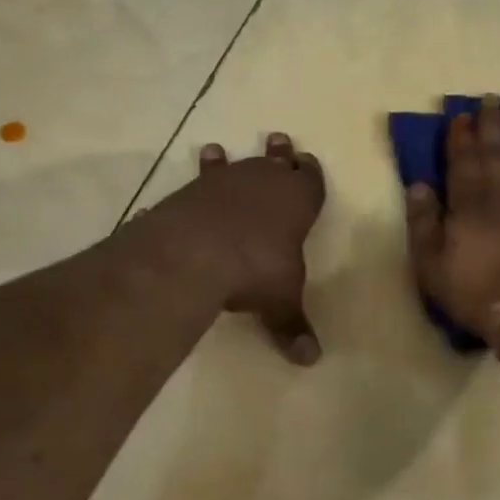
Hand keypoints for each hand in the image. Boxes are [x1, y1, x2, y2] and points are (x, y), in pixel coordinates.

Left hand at [166, 132, 325, 364]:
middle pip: (277, 161)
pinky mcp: (193, 189)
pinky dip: (199, 177)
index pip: (311, 179)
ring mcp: (227, 182)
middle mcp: (265, 182)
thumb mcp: (280, 301)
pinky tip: (188, 183)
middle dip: (281, 153)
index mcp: (299, 201)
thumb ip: (292, 325)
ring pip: (236, 164)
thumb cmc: (257, 270)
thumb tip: (311, 360)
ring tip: (220, 150)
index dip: (311, 172)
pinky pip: (200, 178)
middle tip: (280, 139)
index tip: (308, 161)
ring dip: (231, 159)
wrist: (197, 252)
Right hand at [405, 96, 499, 342]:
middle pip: (498, 154)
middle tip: (493, 98)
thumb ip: (423, 223)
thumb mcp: (431, 265)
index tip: (462, 115)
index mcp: (471, 204)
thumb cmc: (475, 293)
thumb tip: (418, 185)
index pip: (463, 162)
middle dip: (493, 125)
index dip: (461, 137)